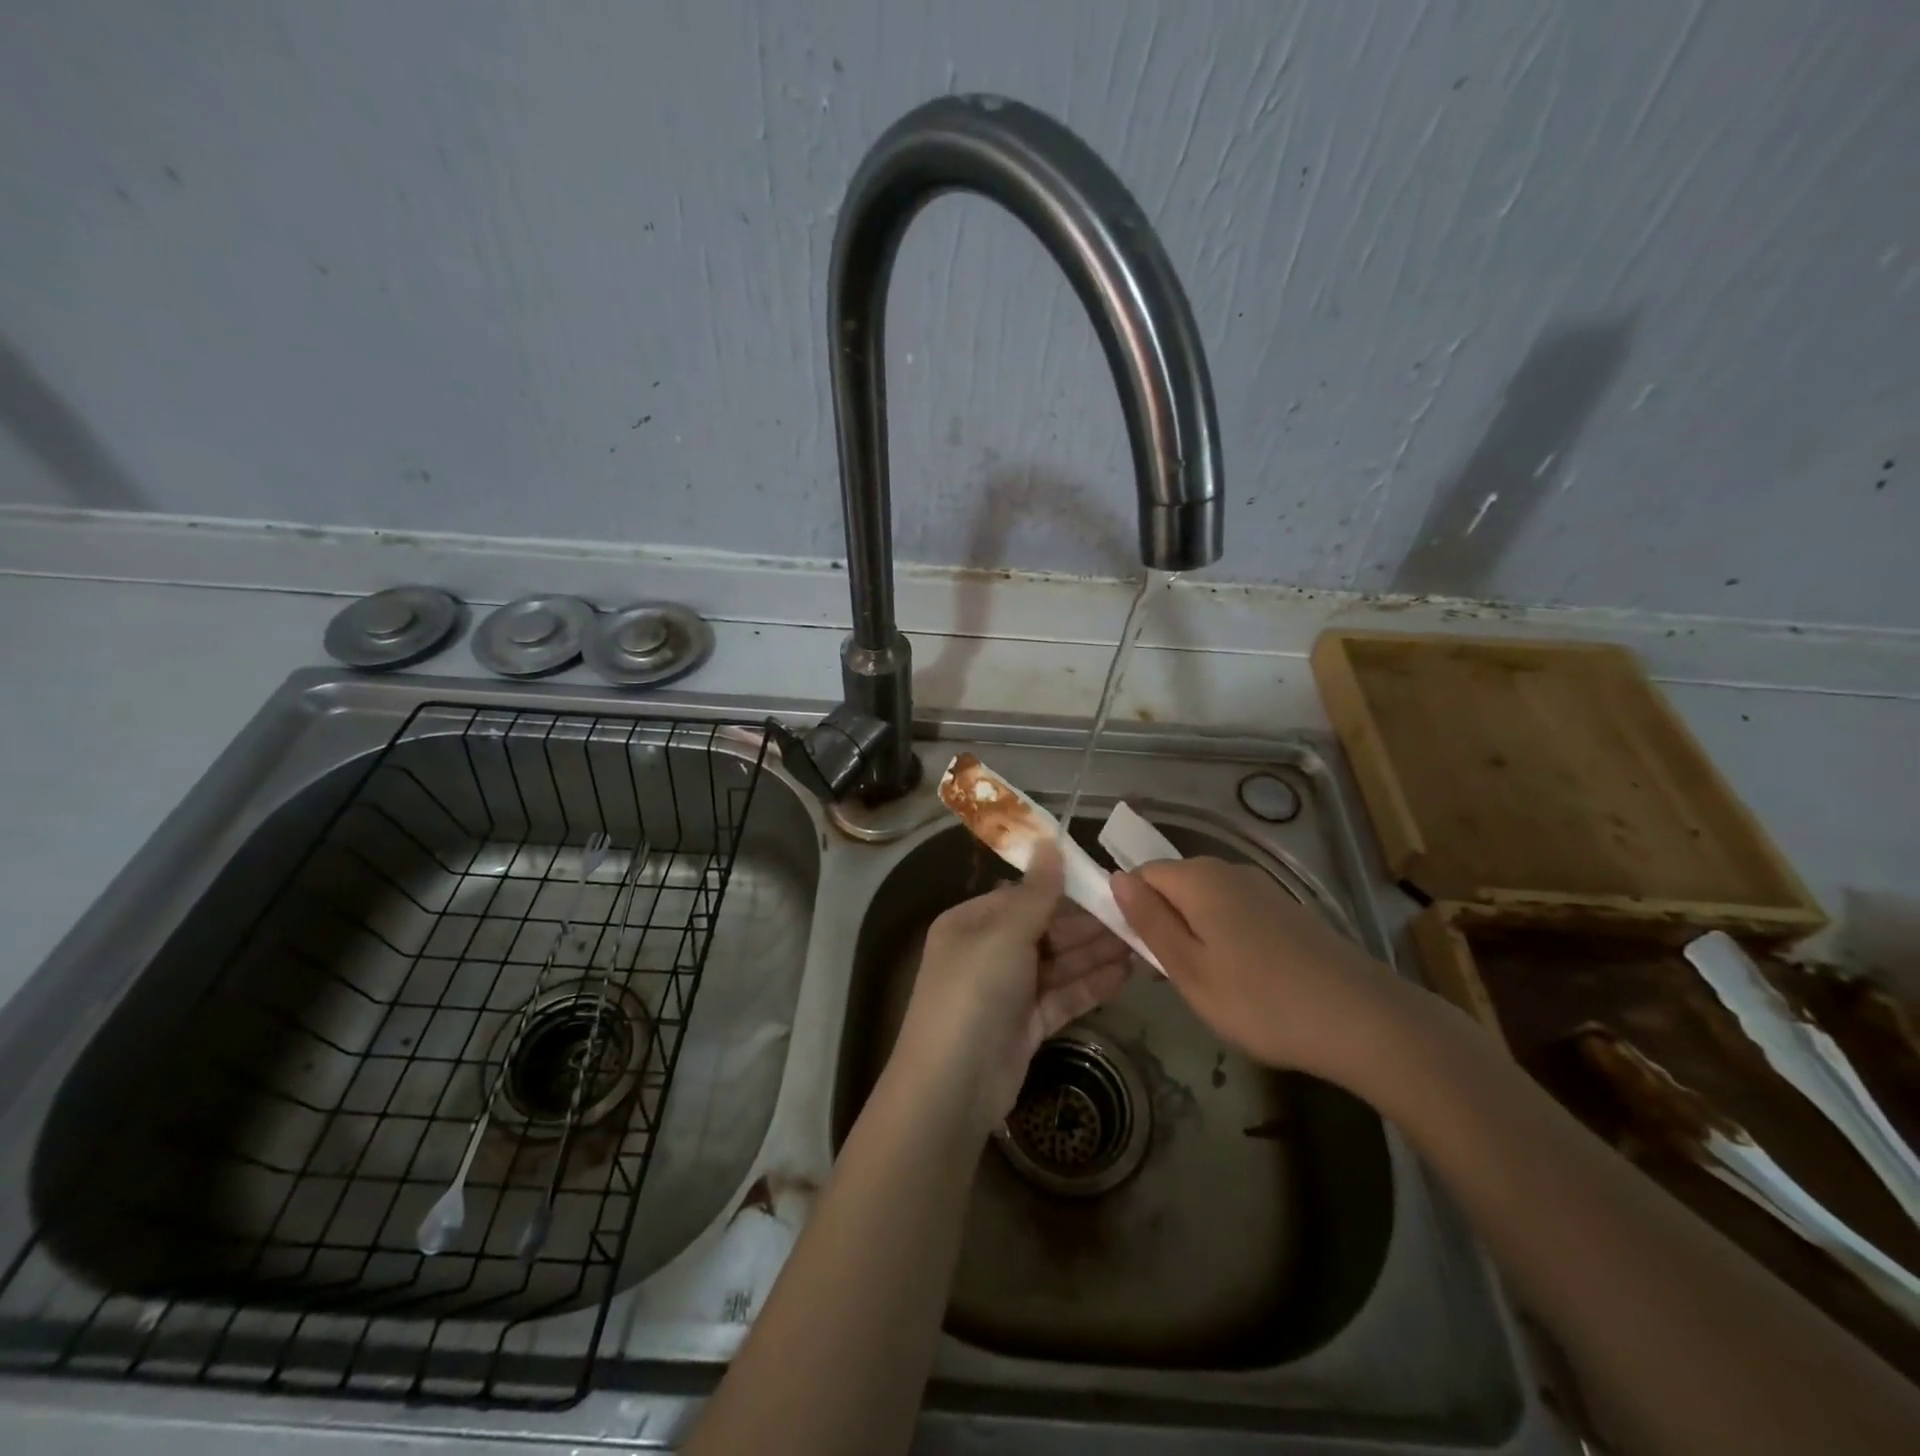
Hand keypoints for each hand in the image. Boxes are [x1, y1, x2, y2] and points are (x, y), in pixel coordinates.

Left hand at [890, 841, 1134, 1135]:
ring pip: (1058, 963)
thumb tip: (1050, 842)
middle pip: (1045, 930)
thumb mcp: (1005, 934)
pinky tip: (1127, 973)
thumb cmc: (974, 992)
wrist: (953, 1086)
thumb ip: (1036, 892)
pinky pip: (1063, 996)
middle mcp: (988, 951)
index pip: (1023, 896)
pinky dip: (1092, 985)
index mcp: (972, 922)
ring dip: (1096, 953)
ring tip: (1143, 941)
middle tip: (1137, 915)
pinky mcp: (1026, 1025)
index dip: (1064, 890)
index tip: (1106, 883)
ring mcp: (1008, 990)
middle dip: (1088, 924)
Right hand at [1111, 857, 1412, 1083]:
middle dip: (1163, 923)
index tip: (1137, 954)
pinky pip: (1235, 913)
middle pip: (1174, 885)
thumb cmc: (1261, 1001)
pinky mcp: (1286, 910)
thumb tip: (1116, 878)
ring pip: (1205, 901)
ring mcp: (1262, 888)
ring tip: (1208, 985)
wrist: (1364, 1020)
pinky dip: (1225, 938)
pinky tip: (1244, 980)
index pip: (1141, 874)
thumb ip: (1149, 921)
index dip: (1130, 909)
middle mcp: (1228, 871)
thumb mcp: (1189, 969)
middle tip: (1171, 977)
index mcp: (1198, 879)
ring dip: (1194, 934)